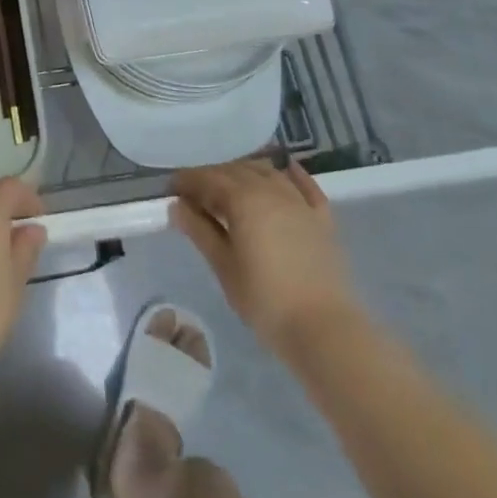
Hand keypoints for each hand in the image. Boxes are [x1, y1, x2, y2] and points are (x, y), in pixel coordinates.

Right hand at [172, 159, 358, 348]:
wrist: (325, 330)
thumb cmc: (265, 301)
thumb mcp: (224, 267)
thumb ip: (200, 231)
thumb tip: (177, 206)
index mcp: (243, 199)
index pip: (208, 178)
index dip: (187, 180)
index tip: (171, 189)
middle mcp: (271, 190)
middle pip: (236, 170)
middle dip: (212, 176)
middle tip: (195, 193)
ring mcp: (300, 202)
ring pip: (267, 172)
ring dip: (244, 172)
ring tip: (229, 187)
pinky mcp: (322, 218)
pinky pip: (305, 186)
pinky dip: (292, 174)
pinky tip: (285, 167)